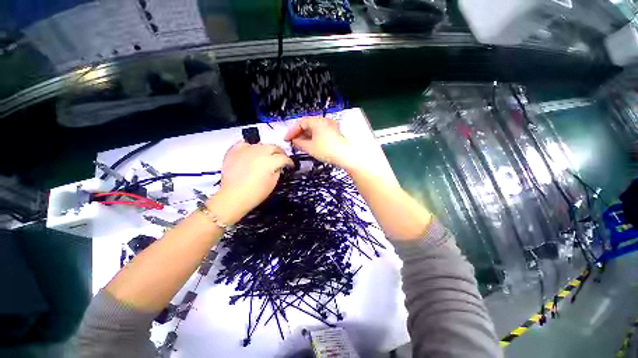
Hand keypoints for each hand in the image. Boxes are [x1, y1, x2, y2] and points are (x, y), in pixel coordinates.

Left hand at [208, 142, 292, 224]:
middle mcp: (259, 152)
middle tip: (281, 158)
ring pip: (261, 144)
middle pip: (274, 147)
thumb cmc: (254, 193)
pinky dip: (249, 147)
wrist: (233, 196)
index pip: (284, 158)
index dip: (289, 162)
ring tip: (266, 156)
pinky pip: (244, 144)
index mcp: (270, 161)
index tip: (290, 165)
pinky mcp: (235, 151)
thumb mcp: (273, 183)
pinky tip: (250, 152)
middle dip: (280, 152)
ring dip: (266, 150)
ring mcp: (246, 150)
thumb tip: (278, 166)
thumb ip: (277, 171)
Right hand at [284, 117, 358, 169]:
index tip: (287, 139)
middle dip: (299, 134)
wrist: (346, 156)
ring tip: (301, 145)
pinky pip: (321, 133)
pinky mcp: (335, 133)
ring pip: (315, 129)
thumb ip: (299, 143)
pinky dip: (314, 138)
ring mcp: (331, 127)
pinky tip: (311, 145)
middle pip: (308, 125)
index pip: (300, 123)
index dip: (292, 131)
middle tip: (293, 142)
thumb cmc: (328, 150)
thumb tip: (294, 141)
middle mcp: (325, 121)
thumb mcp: (309, 147)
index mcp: (317, 121)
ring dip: (306, 136)